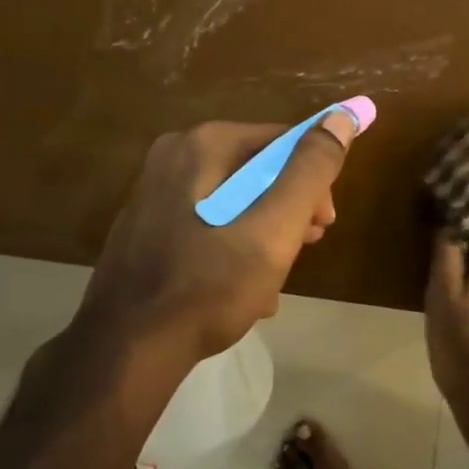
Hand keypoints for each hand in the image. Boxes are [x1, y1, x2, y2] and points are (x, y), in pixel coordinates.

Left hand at [74, 111, 363, 376]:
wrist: (127, 351)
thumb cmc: (209, 286)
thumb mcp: (274, 229)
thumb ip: (310, 171)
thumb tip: (342, 117)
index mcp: (204, 144)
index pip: (284, 141)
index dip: (314, 180)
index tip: (324, 224)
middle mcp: (174, 155)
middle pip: (258, 170)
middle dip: (289, 210)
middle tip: (302, 250)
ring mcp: (154, 191)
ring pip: (235, 199)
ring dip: (265, 234)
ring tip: (273, 280)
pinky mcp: (146, 226)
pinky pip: (208, 222)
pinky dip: (232, 247)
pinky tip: (243, 288)